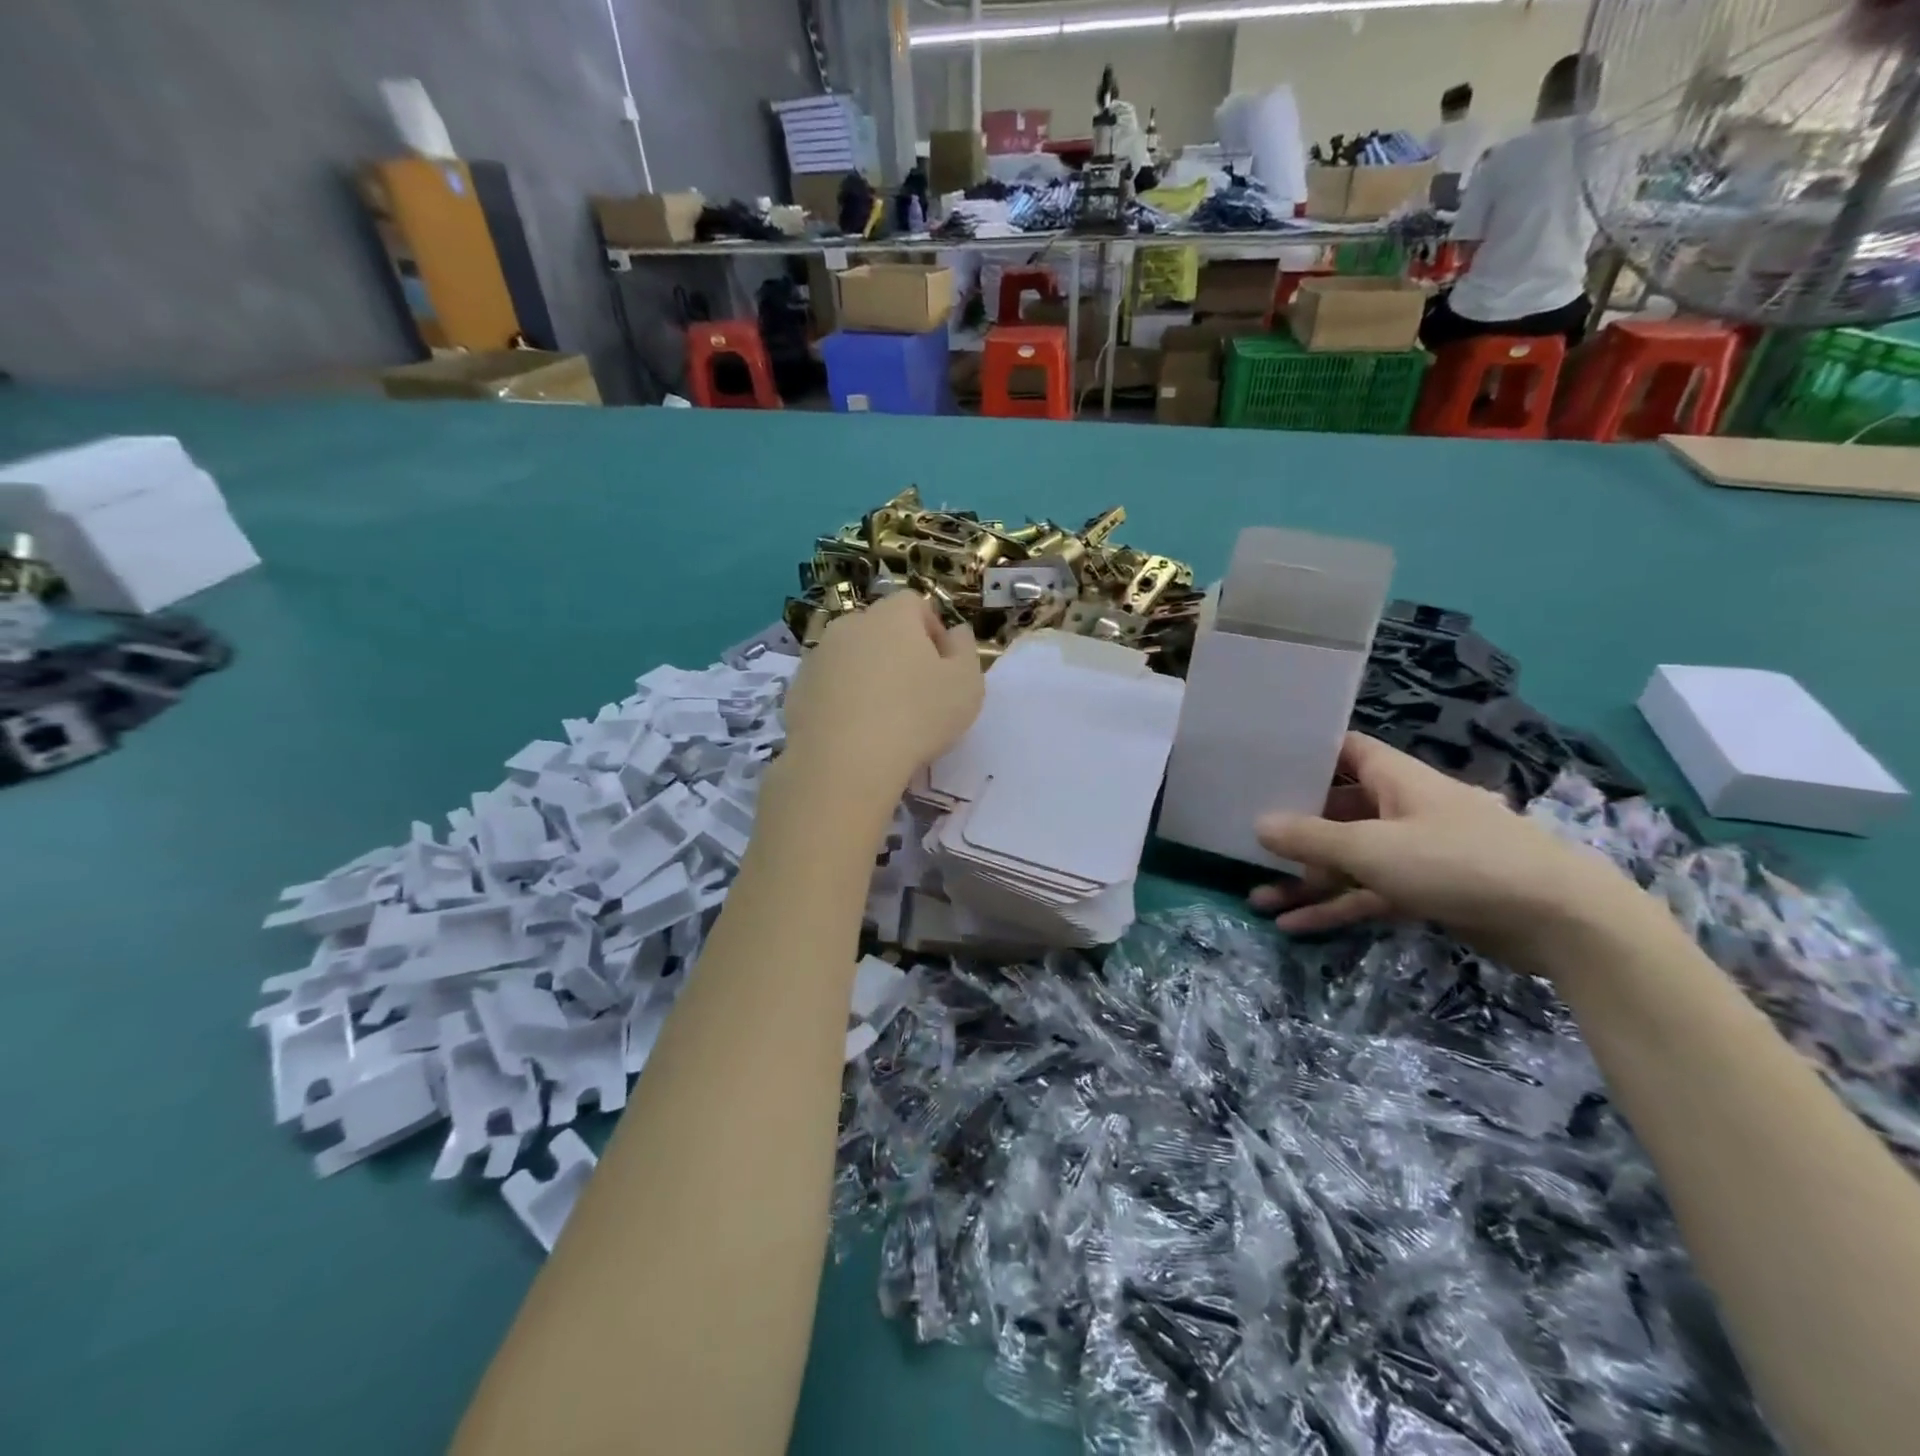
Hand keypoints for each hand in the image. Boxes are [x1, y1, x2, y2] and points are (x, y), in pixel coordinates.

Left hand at [778, 592, 982, 815]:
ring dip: (867, 676)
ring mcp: (818, 656)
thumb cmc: (917, 717)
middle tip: (915, 693)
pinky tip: (854, 732)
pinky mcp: (796, 689)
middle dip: (898, 652)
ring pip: (851, 657)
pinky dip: (841, 700)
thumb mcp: (966, 685)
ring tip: (882, 717)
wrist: (843, 762)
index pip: (914, 603)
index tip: (942, 666)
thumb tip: (956, 632)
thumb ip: (965, 650)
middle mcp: (850, 625)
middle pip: (880, 628)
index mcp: (892, 615)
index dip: (932, 630)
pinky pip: (828, 686)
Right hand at [1250, 732, 1645, 960]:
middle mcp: (1403, 809)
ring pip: (1348, 859)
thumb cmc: (1458, 861)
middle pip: (1337, 810)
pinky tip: (1294, 927)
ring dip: (1306, 880)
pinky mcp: (1426, 891)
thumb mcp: (1372, 848)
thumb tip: (1258, 824)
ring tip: (1256, 898)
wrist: (1559, 920)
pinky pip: (1368, 893)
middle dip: (1293, 830)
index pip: (1344, 751)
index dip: (1306, 754)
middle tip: (1247, 840)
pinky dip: (1335, 907)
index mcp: (1396, 780)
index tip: (1262, 763)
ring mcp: (1415, 852)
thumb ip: (1311, 838)